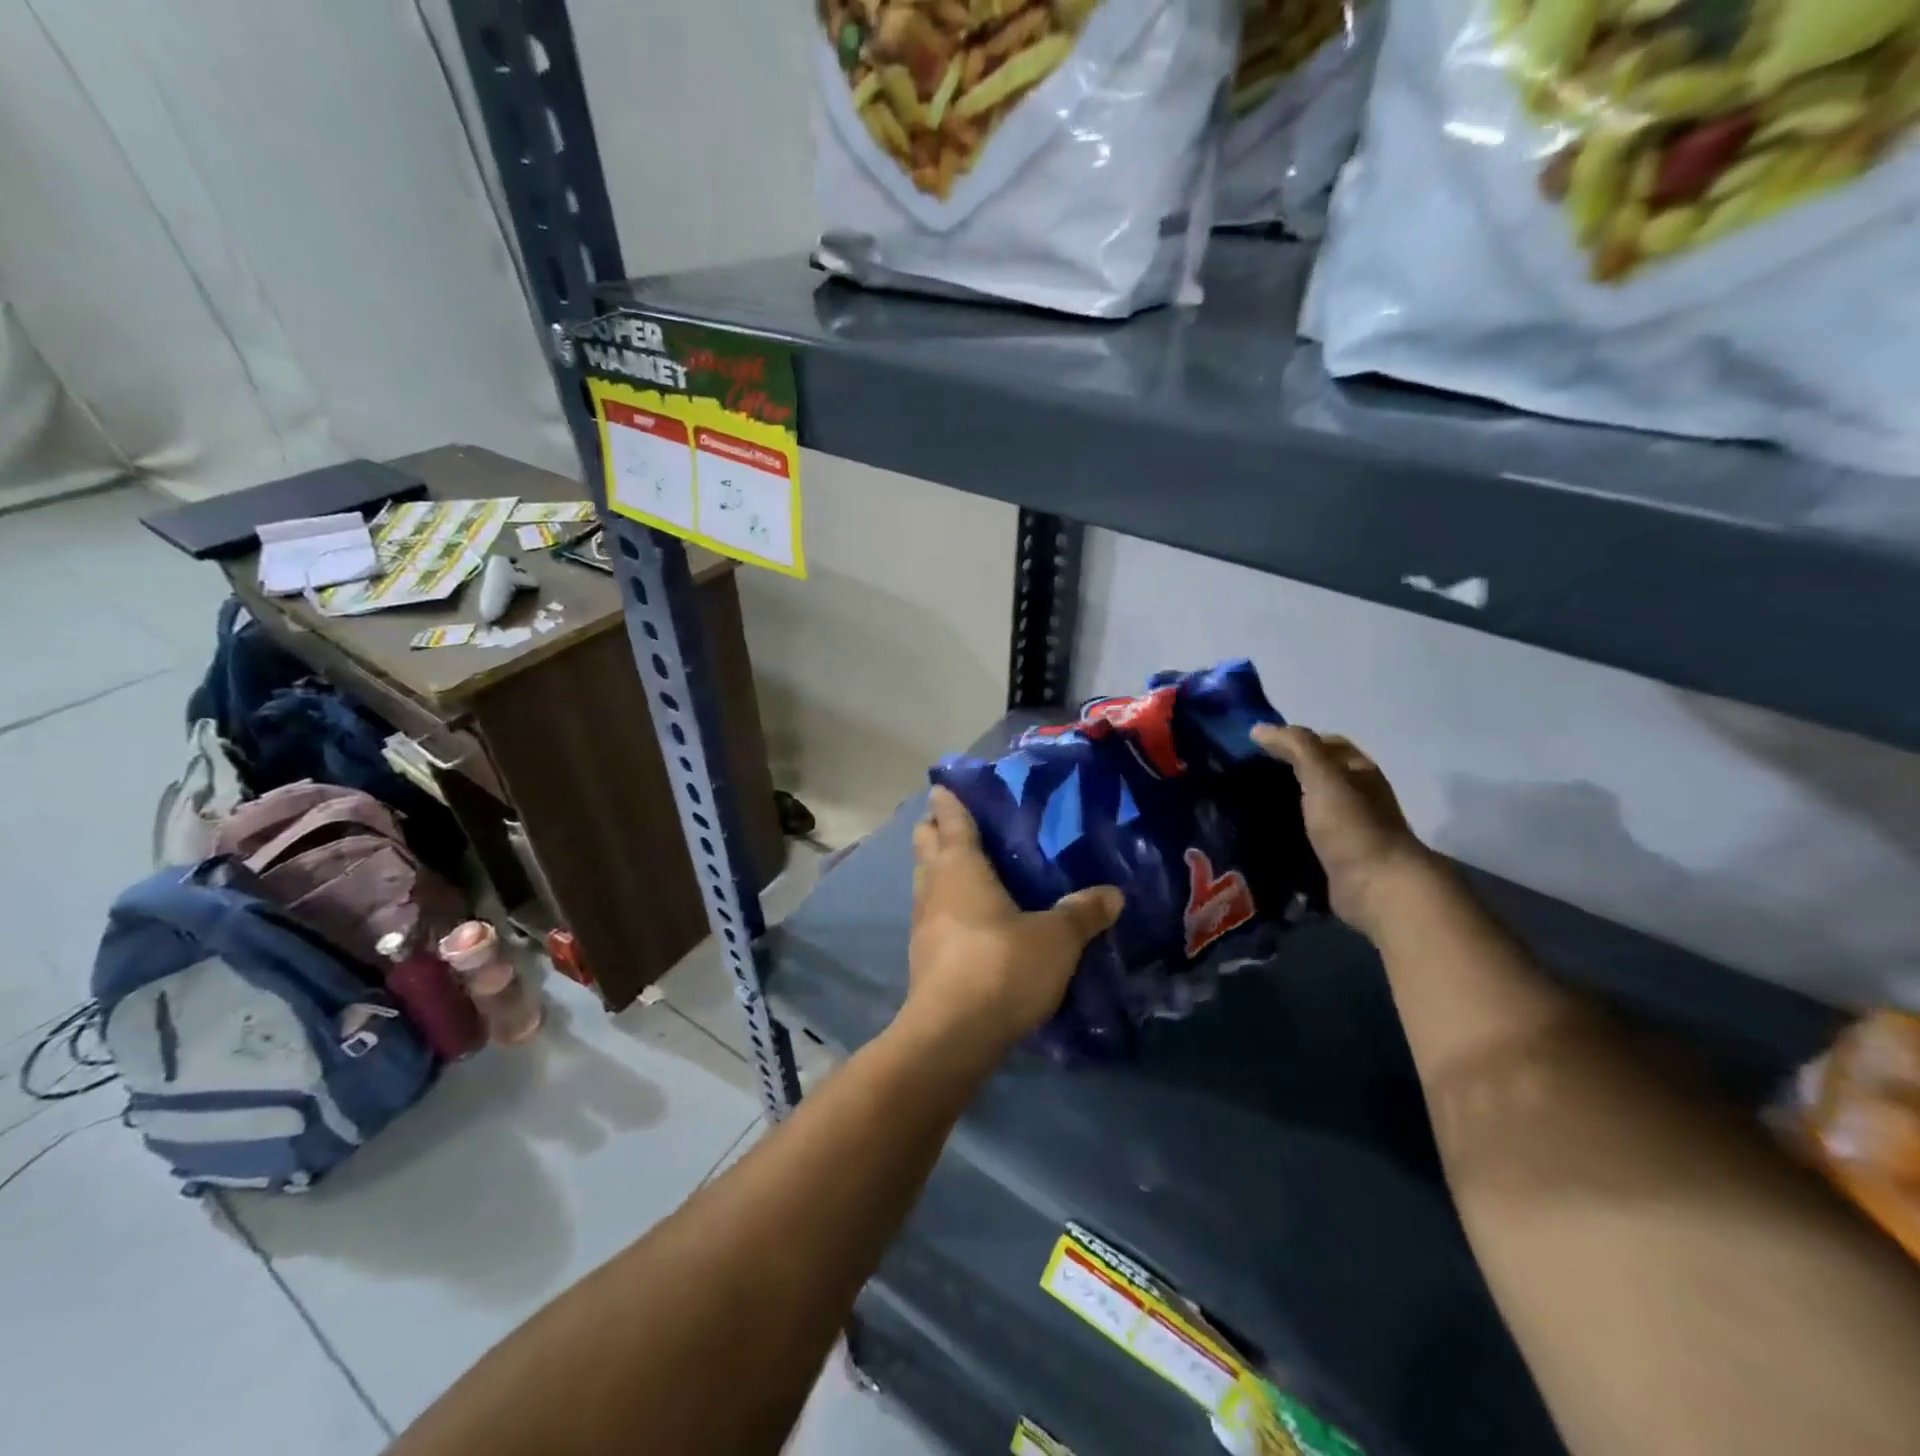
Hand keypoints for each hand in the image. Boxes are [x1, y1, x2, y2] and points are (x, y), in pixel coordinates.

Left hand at [905, 786, 1122, 1054]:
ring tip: (972, 869)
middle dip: (938, 829)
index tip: (949, 783)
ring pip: (925, 879)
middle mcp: (934, 885)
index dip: (950, 798)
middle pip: (926, 843)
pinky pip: (932, 913)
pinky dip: (946, 904)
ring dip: (940, 868)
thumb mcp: (1056, 938)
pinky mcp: (923, 955)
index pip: (951, 818)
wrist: (953, 1035)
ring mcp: (922, 922)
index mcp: (960, 866)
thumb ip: (1083, 912)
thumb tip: (1112, 894)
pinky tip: (971, 918)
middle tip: (968, 824)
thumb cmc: (1001, 967)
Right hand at [1251, 724, 1437, 941]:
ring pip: (1306, 807)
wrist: (1377, 887)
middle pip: (1315, 775)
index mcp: (1357, 771)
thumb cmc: (1352, 825)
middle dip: (1282, 772)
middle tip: (1241, 776)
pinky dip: (1282, 833)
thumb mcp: (1323, 775)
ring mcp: (1345, 828)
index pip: (1323, 744)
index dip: (1292, 740)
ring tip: (1241, 805)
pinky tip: (1257, 835)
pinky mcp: (1333, 857)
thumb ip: (1295, 747)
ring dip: (1280, 805)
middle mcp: (1355, 796)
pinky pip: (1302, 837)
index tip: (1254, 747)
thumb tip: (1259, 729)